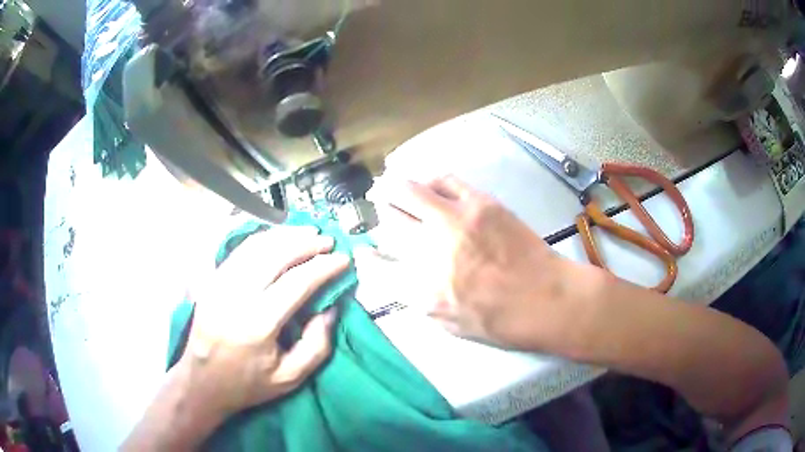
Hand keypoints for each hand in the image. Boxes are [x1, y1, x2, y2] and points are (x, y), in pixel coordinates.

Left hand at [182, 225, 348, 417]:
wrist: (202, 382)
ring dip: (284, 235)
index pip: (296, 283)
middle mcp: (235, 296)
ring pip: (255, 247)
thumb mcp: (290, 377)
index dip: (323, 267)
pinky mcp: (211, 281)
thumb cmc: (248, 384)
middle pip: (274, 255)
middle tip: (327, 240)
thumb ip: (317, 345)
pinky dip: (262, 239)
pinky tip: (278, 238)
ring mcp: (219, 284)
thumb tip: (330, 308)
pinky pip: (239, 250)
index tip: (343, 259)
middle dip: (305, 244)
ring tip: (307, 233)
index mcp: (258, 324)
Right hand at [358, 175, 580, 351]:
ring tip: (390, 186)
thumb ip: (418, 298)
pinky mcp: (479, 203)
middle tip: (378, 207)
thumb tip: (399, 276)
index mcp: (420, 287)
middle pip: (389, 220)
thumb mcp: (449, 323)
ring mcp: (454, 220)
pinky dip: (428, 181)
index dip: (366, 256)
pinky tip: (427, 184)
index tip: (364, 250)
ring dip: (393, 188)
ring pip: (408, 191)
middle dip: (379, 214)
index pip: (376, 264)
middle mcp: (429, 249)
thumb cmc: (500, 321)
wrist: (546, 299)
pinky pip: (444, 180)